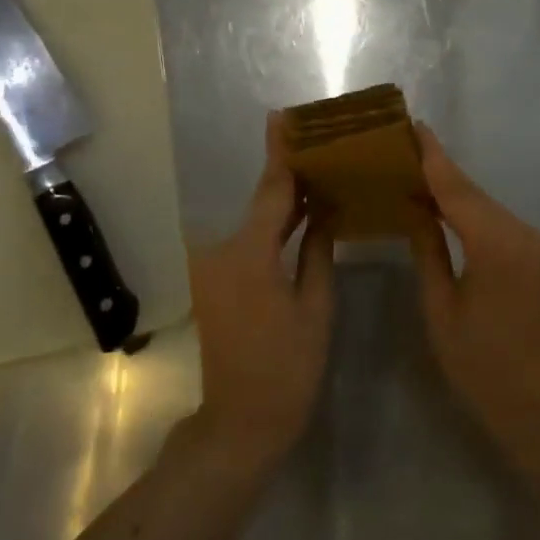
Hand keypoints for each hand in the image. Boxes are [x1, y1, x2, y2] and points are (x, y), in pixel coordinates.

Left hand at [187, 113, 333, 474]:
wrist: (241, 421)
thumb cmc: (288, 368)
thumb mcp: (315, 307)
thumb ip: (318, 251)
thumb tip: (325, 211)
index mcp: (248, 254)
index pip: (271, 190)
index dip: (281, 153)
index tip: (284, 117)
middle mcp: (222, 251)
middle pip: (261, 201)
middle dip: (288, 173)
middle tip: (317, 142)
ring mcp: (214, 267)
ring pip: (254, 222)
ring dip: (282, 200)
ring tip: (316, 170)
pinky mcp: (215, 281)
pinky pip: (248, 242)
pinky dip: (272, 228)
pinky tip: (299, 213)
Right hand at [408, 125, 539, 456]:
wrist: (538, 401)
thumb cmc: (480, 363)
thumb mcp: (440, 307)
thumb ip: (428, 250)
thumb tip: (415, 209)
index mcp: (496, 245)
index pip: (458, 190)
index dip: (433, 157)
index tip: (413, 125)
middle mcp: (522, 233)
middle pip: (473, 192)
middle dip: (439, 168)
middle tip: (402, 144)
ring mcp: (534, 242)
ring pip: (485, 204)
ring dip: (452, 188)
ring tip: (413, 168)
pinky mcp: (536, 253)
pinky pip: (495, 221)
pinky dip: (468, 209)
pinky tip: (442, 205)